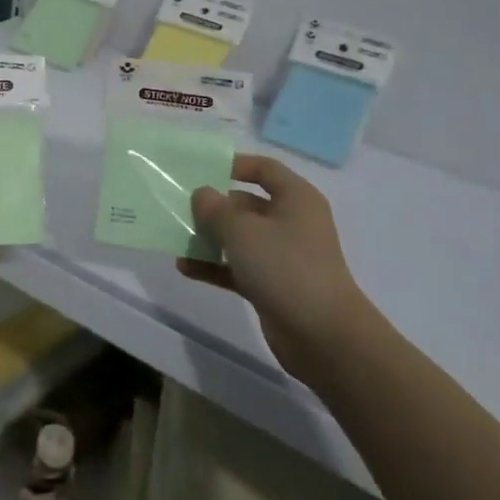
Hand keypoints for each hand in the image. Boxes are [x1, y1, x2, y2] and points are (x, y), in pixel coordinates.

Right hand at [176, 154, 372, 384]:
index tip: (202, 169)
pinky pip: (237, 268)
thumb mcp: (242, 231)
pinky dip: (214, 266)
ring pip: (240, 238)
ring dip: (210, 238)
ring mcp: (283, 256)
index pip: (265, 169)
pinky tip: (184, 268)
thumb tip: (202, 194)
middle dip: (214, 206)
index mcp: (295, 198)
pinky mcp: (273, 285)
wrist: (323, 335)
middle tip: (180, 207)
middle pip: (247, 204)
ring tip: (177, 238)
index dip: (235, 164)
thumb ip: (215, 209)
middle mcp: (292, 222)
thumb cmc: (285, 267)